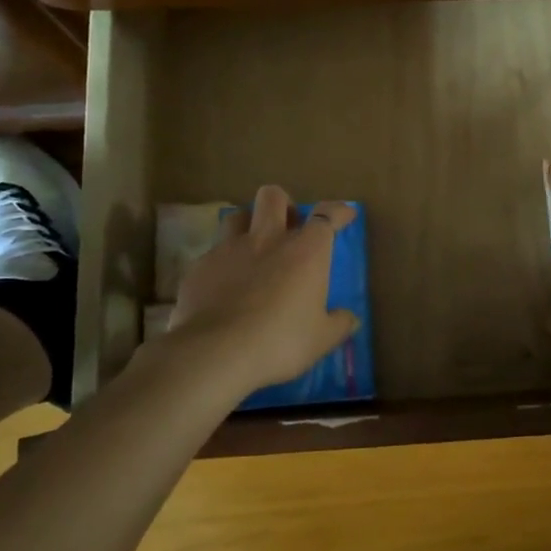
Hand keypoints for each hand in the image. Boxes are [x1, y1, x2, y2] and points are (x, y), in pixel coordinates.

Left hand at [168, 185, 359, 392]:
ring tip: (253, 247)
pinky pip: (213, 253)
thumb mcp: (321, 339)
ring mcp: (229, 249)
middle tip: (289, 226)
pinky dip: (223, 263)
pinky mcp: (200, 267)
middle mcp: (268, 239)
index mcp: (306, 251)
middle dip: (284, 205)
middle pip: (274, 197)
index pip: (326, 215)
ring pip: (237, 216)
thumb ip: (339, 324)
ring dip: (248, 225)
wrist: (216, 353)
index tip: (345, 214)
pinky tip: (224, 285)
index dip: (338, 211)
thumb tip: (350, 318)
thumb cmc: (280, 342)